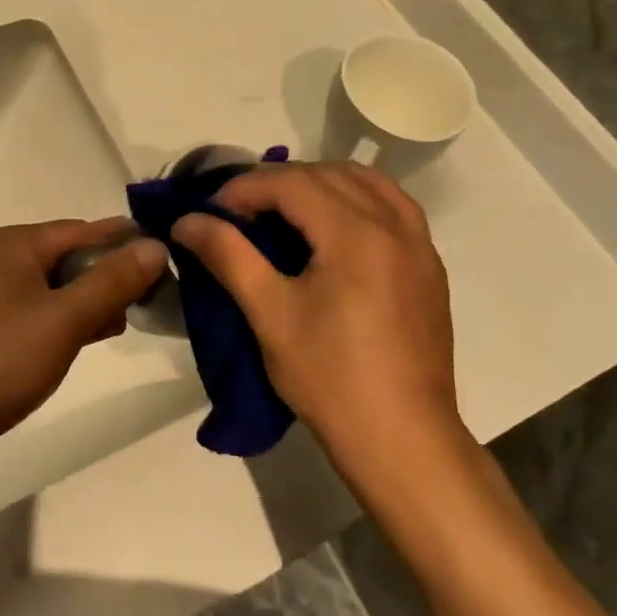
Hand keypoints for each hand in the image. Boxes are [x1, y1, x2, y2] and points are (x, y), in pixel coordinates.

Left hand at [0, 219, 167, 486]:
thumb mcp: (64, 319)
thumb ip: (112, 281)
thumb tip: (156, 245)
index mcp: (12, 244)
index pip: (83, 230)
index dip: (125, 243)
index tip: (167, 261)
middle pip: (66, 257)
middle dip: (108, 276)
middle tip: (152, 299)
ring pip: (51, 289)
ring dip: (87, 302)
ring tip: (125, 322)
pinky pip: (32, 316)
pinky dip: (62, 323)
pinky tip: (84, 342)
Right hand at [172, 163, 466, 475]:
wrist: (403, 441)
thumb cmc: (330, 378)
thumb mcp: (270, 314)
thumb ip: (228, 256)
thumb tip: (186, 220)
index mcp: (356, 233)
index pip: (291, 183)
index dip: (244, 188)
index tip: (212, 213)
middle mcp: (394, 225)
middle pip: (327, 174)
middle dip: (278, 182)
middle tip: (240, 212)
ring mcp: (419, 245)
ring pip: (366, 181)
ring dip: (320, 183)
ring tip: (285, 211)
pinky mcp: (430, 267)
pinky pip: (393, 206)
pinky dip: (357, 199)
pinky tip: (335, 228)